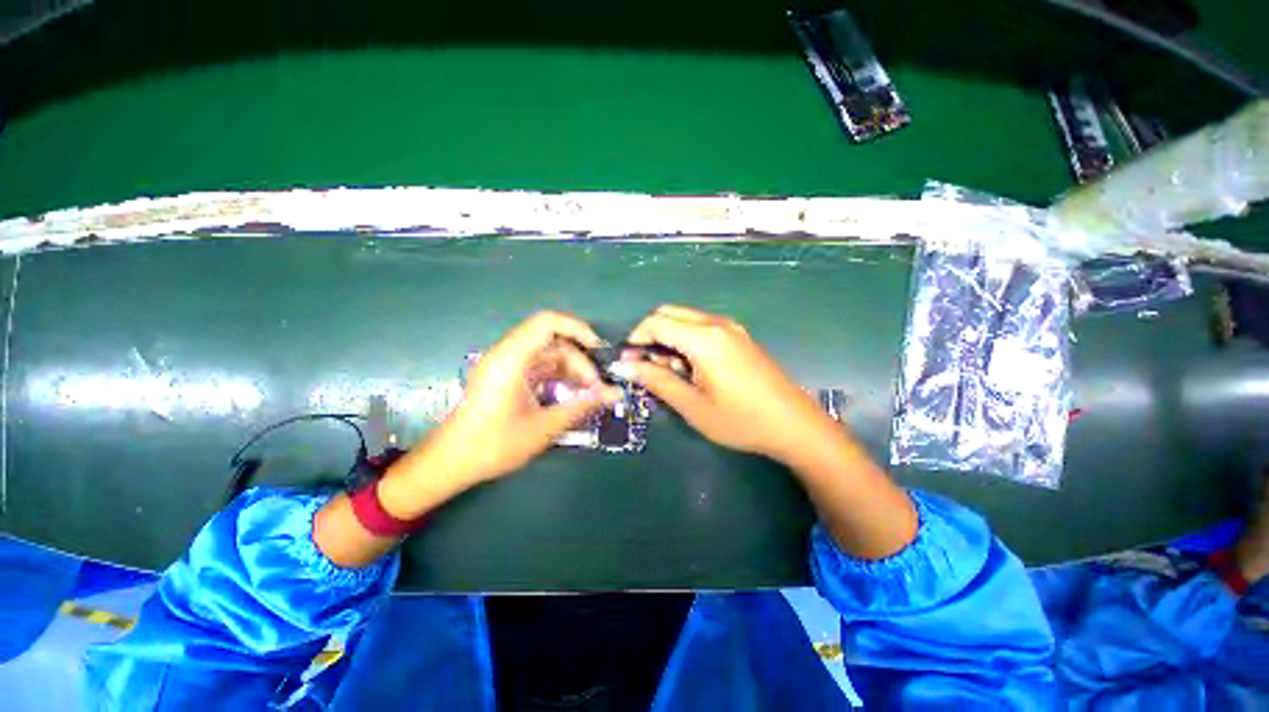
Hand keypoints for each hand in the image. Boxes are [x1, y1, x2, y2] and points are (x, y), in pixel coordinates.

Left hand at [318, 311, 620, 564]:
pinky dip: (558, 378)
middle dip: (580, 361)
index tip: (599, 351)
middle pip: (553, 342)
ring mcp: (507, 366)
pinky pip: (540, 367)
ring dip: (571, 371)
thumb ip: (581, 406)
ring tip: (588, 395)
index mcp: (511, 358)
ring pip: (549, 355)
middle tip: (596, 389)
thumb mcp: (543, 427)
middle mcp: (508, 354)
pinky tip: (571, 397)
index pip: (548, 323)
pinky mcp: (507, 377)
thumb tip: (614, 394)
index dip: (578, 329)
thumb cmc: (493, 445)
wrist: (449, 464)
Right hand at [622, 305, 838, 464]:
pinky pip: (702, 327)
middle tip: (651, 368)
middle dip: (651, 336)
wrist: (794, 425)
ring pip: (685, 319)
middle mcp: (716, 323)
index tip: (629, 364)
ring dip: (669, 338)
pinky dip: (686, 340)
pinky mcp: (739, 336)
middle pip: (669, 314)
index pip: (655, 322)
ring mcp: (730, 327)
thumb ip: (656, 380)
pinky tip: (694, 368)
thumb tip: (625, 366)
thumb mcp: (692, 406)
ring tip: (674, 372)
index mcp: (704, 338)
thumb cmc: (740, 420)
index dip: (635, 340)